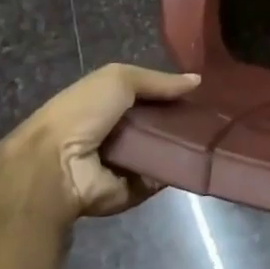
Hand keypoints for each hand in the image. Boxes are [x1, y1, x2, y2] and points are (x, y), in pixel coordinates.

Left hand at [6, 63, 200, 217]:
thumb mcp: (118, 79)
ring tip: (213, 136)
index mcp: (108, 105)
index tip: (200, 92)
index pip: (147, 97)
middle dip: (183, 119)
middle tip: (212, 115)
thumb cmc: (83, 113)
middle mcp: (117, 133)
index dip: (171, 93)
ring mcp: (125, 163)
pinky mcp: (132, 189)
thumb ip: (157, 80)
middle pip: (159, 124)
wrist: (56, 165)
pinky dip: (176, 169)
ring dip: (184, 145)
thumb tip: (197, 80)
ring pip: (164, 150)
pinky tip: (199, 158)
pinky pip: (161, 177)